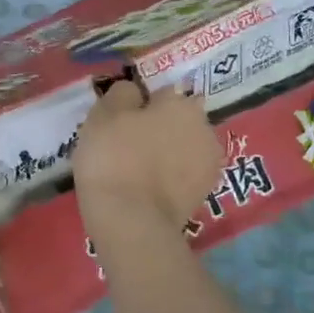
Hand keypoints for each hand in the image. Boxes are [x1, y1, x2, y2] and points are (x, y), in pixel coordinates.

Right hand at [72, 80, 222, 231]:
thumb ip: (121, 94)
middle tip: (128, 146)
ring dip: (168, 154)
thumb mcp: (104, 114)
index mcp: (182, 104)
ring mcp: (209, 164)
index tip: (121, 122)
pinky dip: (171, 179)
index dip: (139, 106)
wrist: (131, 220)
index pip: (161, 93)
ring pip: (183, 149)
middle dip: (160, 128)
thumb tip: (134, 92)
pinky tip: (148, 190)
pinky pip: (184, 176)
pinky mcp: (204, 195)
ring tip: (137, 172)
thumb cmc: (114, 157)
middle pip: (178, 121)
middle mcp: (205, 128)